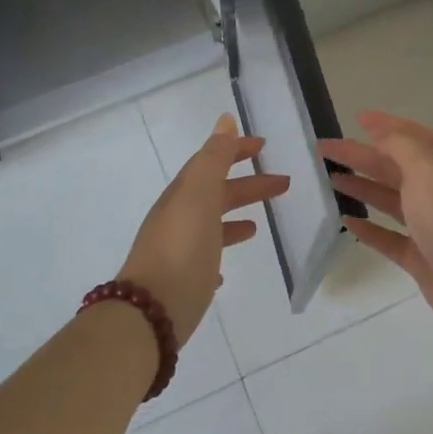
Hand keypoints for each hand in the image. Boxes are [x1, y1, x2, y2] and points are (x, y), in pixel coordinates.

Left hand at [121, 114, 289, 345]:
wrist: (150, 313)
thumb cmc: (181, 249)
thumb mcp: (199, 196)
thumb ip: (213, 158)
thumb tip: (225, 120)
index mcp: (183, 195)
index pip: (211, 162)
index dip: (235, 150)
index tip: (263, 146)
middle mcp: (178, 218)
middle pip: (216, 193)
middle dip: (247, 185)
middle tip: (282, 184)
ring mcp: (178, 250)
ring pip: (211, 225)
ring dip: (234, 218)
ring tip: (259, 225)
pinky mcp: (182, 281)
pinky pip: (203, 259)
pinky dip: (217, 254)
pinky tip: (226, 269)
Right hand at [320, 111, 432, 346]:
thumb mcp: (429, 169)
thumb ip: (402, 146)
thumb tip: (381, 134)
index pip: (414, 137)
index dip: (386, 126)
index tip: (356, 119)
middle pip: (396, 167)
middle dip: (362, 155)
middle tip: (325, 149)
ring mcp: (432, 227)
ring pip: (390, 200)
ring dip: (362, 187)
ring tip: (331, 179)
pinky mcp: (421, 259)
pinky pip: (389, 238)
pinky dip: (369, 228)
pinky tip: (346, 222)